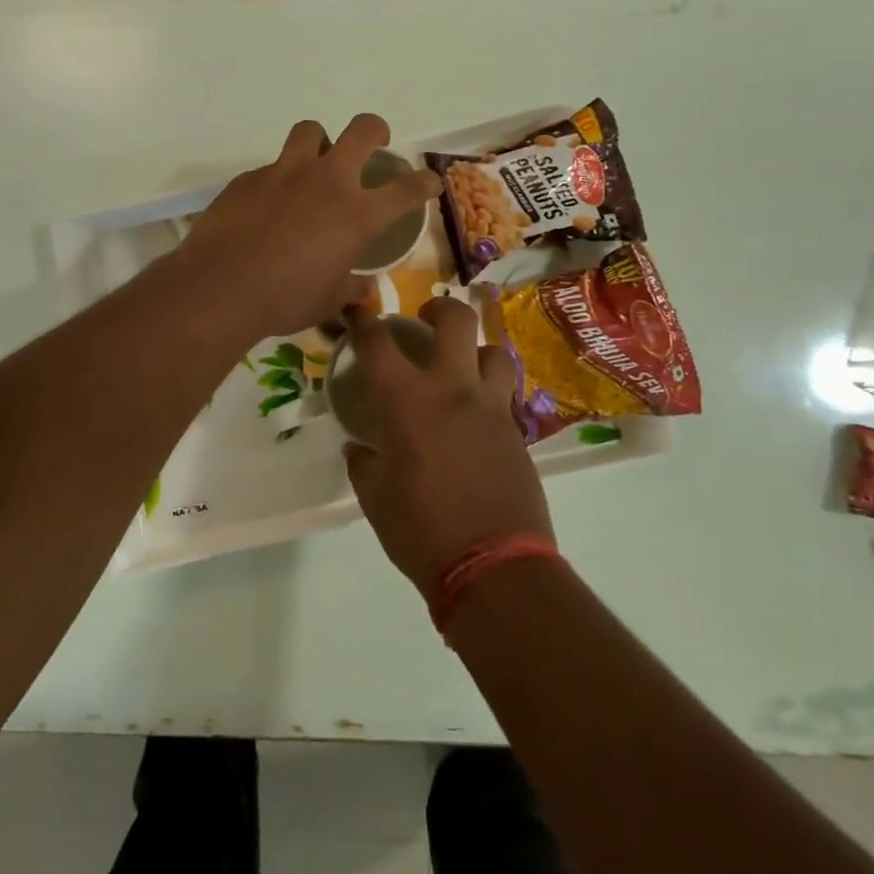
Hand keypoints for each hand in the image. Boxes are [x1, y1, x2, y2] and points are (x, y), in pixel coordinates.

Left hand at [179, 114, 442, 338]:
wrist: (219, 288)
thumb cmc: (284, 300)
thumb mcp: (328, 301)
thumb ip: (351, 288)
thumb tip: (365, 287)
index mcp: (357, 214)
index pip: (407, 189)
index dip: (424, 183)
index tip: (428, 183)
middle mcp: (327, 181)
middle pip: (363, 130)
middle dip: (376, 131)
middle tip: (375, 144)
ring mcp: (285, 173)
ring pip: (311, 131)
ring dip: (320, 142)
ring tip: (315, 164)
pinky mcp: (249, 178)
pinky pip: (272, 167)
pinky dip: (279, 180)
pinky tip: (268, 206)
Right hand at [343, 297, 553, 594]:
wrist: (494, 565)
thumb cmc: (421, 530)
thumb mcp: (375, 498)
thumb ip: (364, 463)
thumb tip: (359, 448)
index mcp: (408, 401)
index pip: (378, 343)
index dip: (363, 320)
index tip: (355, 311)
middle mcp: (453, 389)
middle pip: (456, 320)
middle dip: (439, 307)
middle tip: (426, 318)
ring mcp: (492, 407)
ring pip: (495, 351)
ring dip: (476, 349)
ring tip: (463, 365)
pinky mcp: (517, 431)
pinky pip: (505, 393)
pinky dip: (490, 390)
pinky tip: (477, 413)